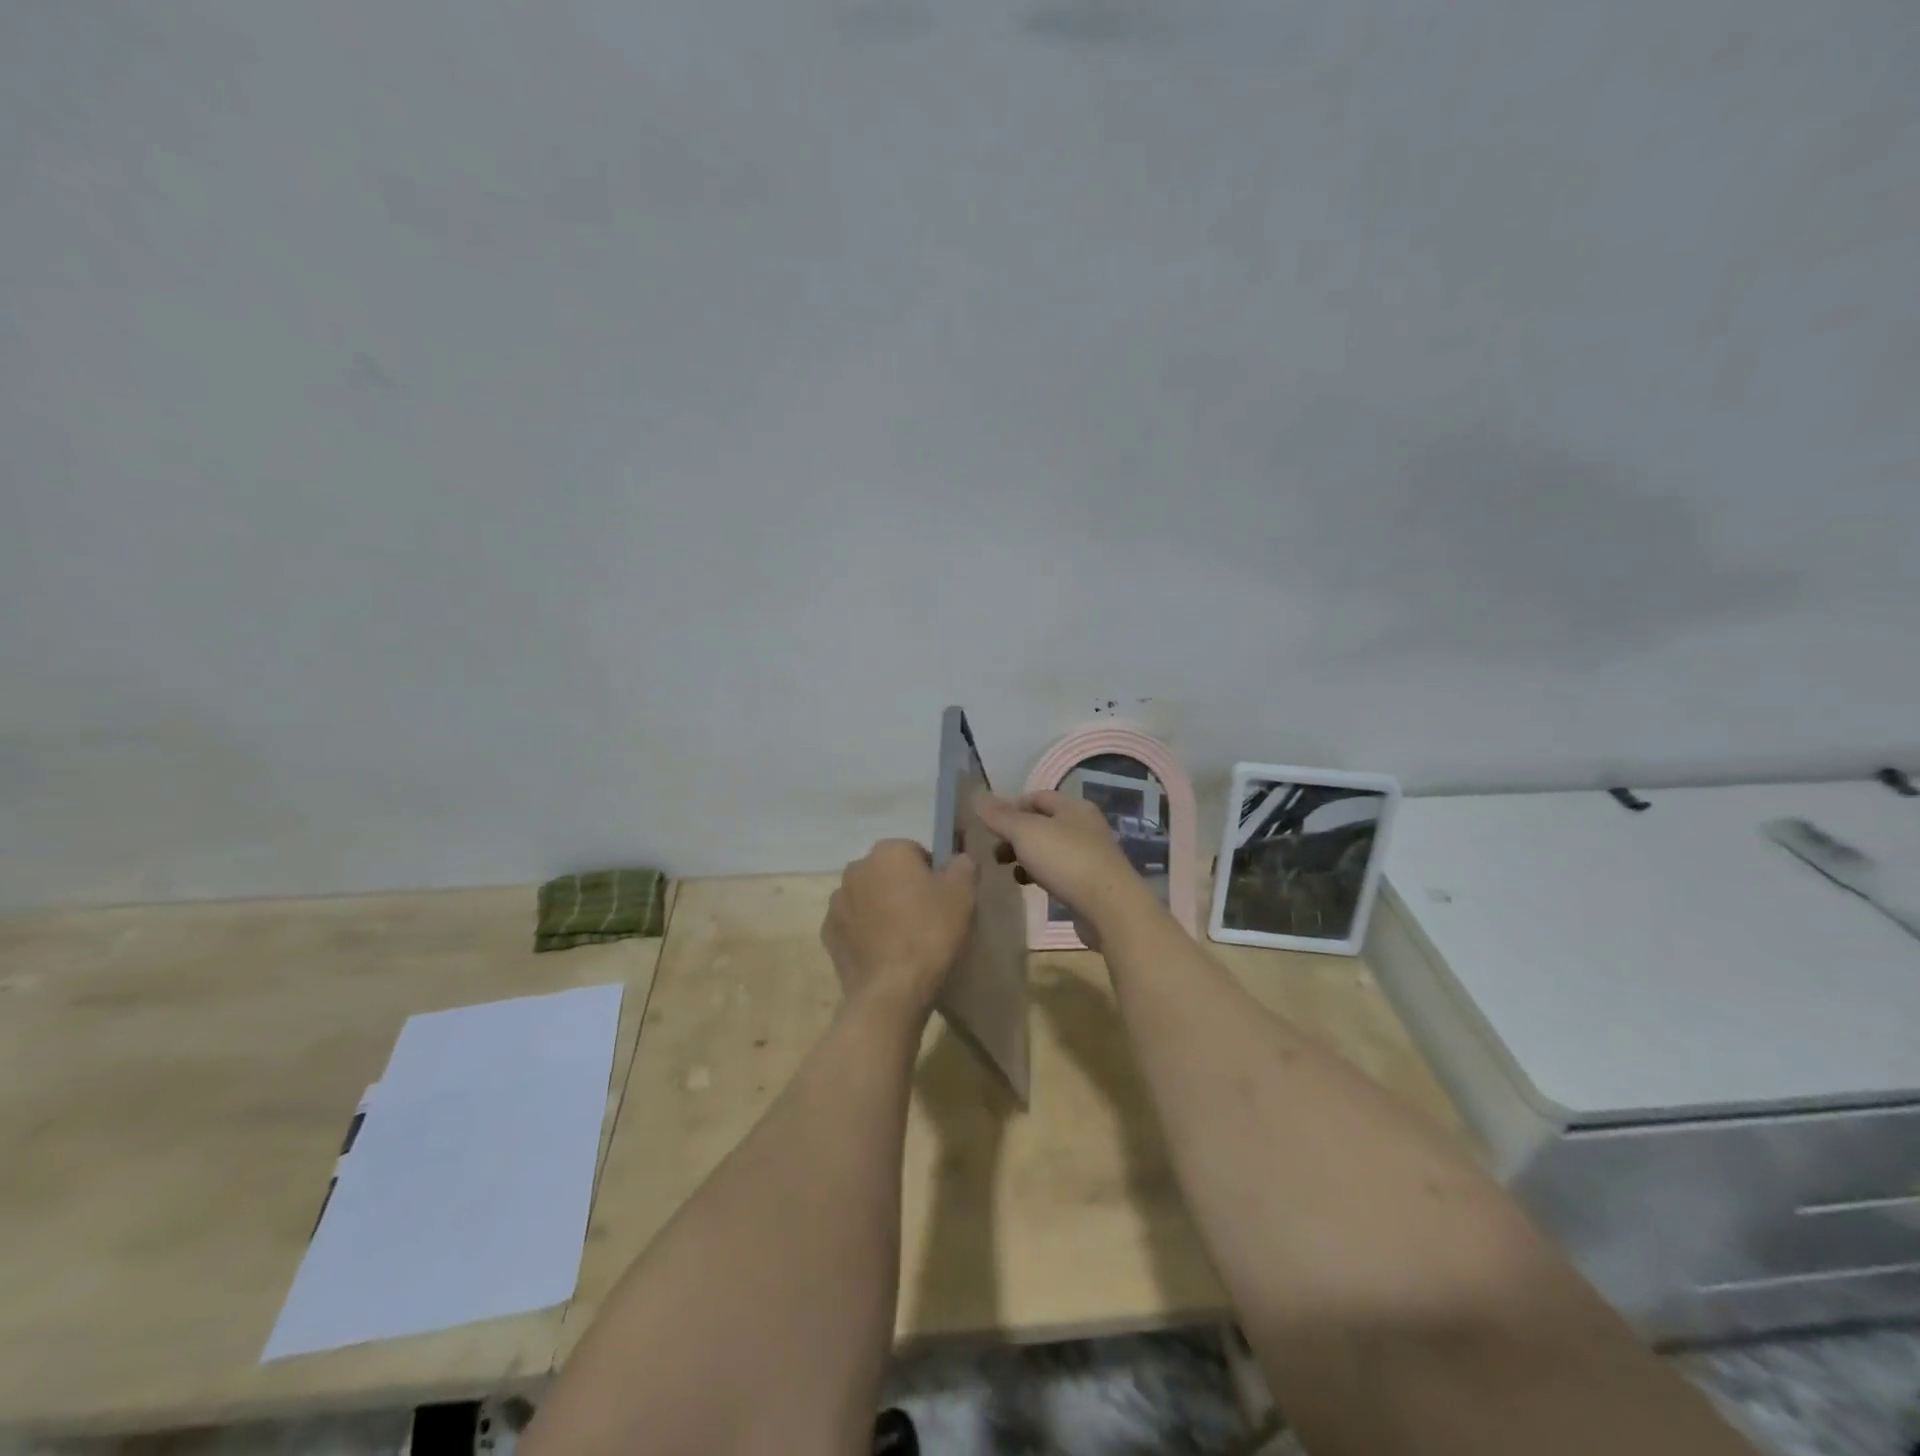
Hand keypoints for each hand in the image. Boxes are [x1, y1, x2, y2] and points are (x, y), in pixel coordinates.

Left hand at [822, 840, 977, 1020]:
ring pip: (867, 897)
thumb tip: (959, 859)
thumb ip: (963, 865)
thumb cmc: (930, 932)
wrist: (892, 990)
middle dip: (903, 888)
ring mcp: (837, 902)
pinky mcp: (828, 933)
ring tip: (903, 939)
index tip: (942, 898)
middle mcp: (856, 868)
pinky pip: (853, 924)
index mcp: (888, 852)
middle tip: (925, 918)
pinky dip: (865, 932)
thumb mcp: (963, 894)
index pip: (914, 851)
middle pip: (887, 872)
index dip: (931, 873)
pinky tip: (884, 953)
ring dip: (881, 909)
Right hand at [974, 791, 1155, 941]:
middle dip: (1015, 835)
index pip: (1036, 797)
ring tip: (1008, 870)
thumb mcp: (1025, 832)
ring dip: (1027, 857)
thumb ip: (1000, 816)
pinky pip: (1060, 871)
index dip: (1010, 807)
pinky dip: (1041, 875)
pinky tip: (1030, 886)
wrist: (1110, 908)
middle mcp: (1085, 826)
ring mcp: (1091, 855)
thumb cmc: (1066, 861)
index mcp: (1073, 807)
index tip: (989, 825)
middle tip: (994, 851)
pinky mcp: (1092, 882)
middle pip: (1043, 823)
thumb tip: (977, 796)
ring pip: (1050, 849)